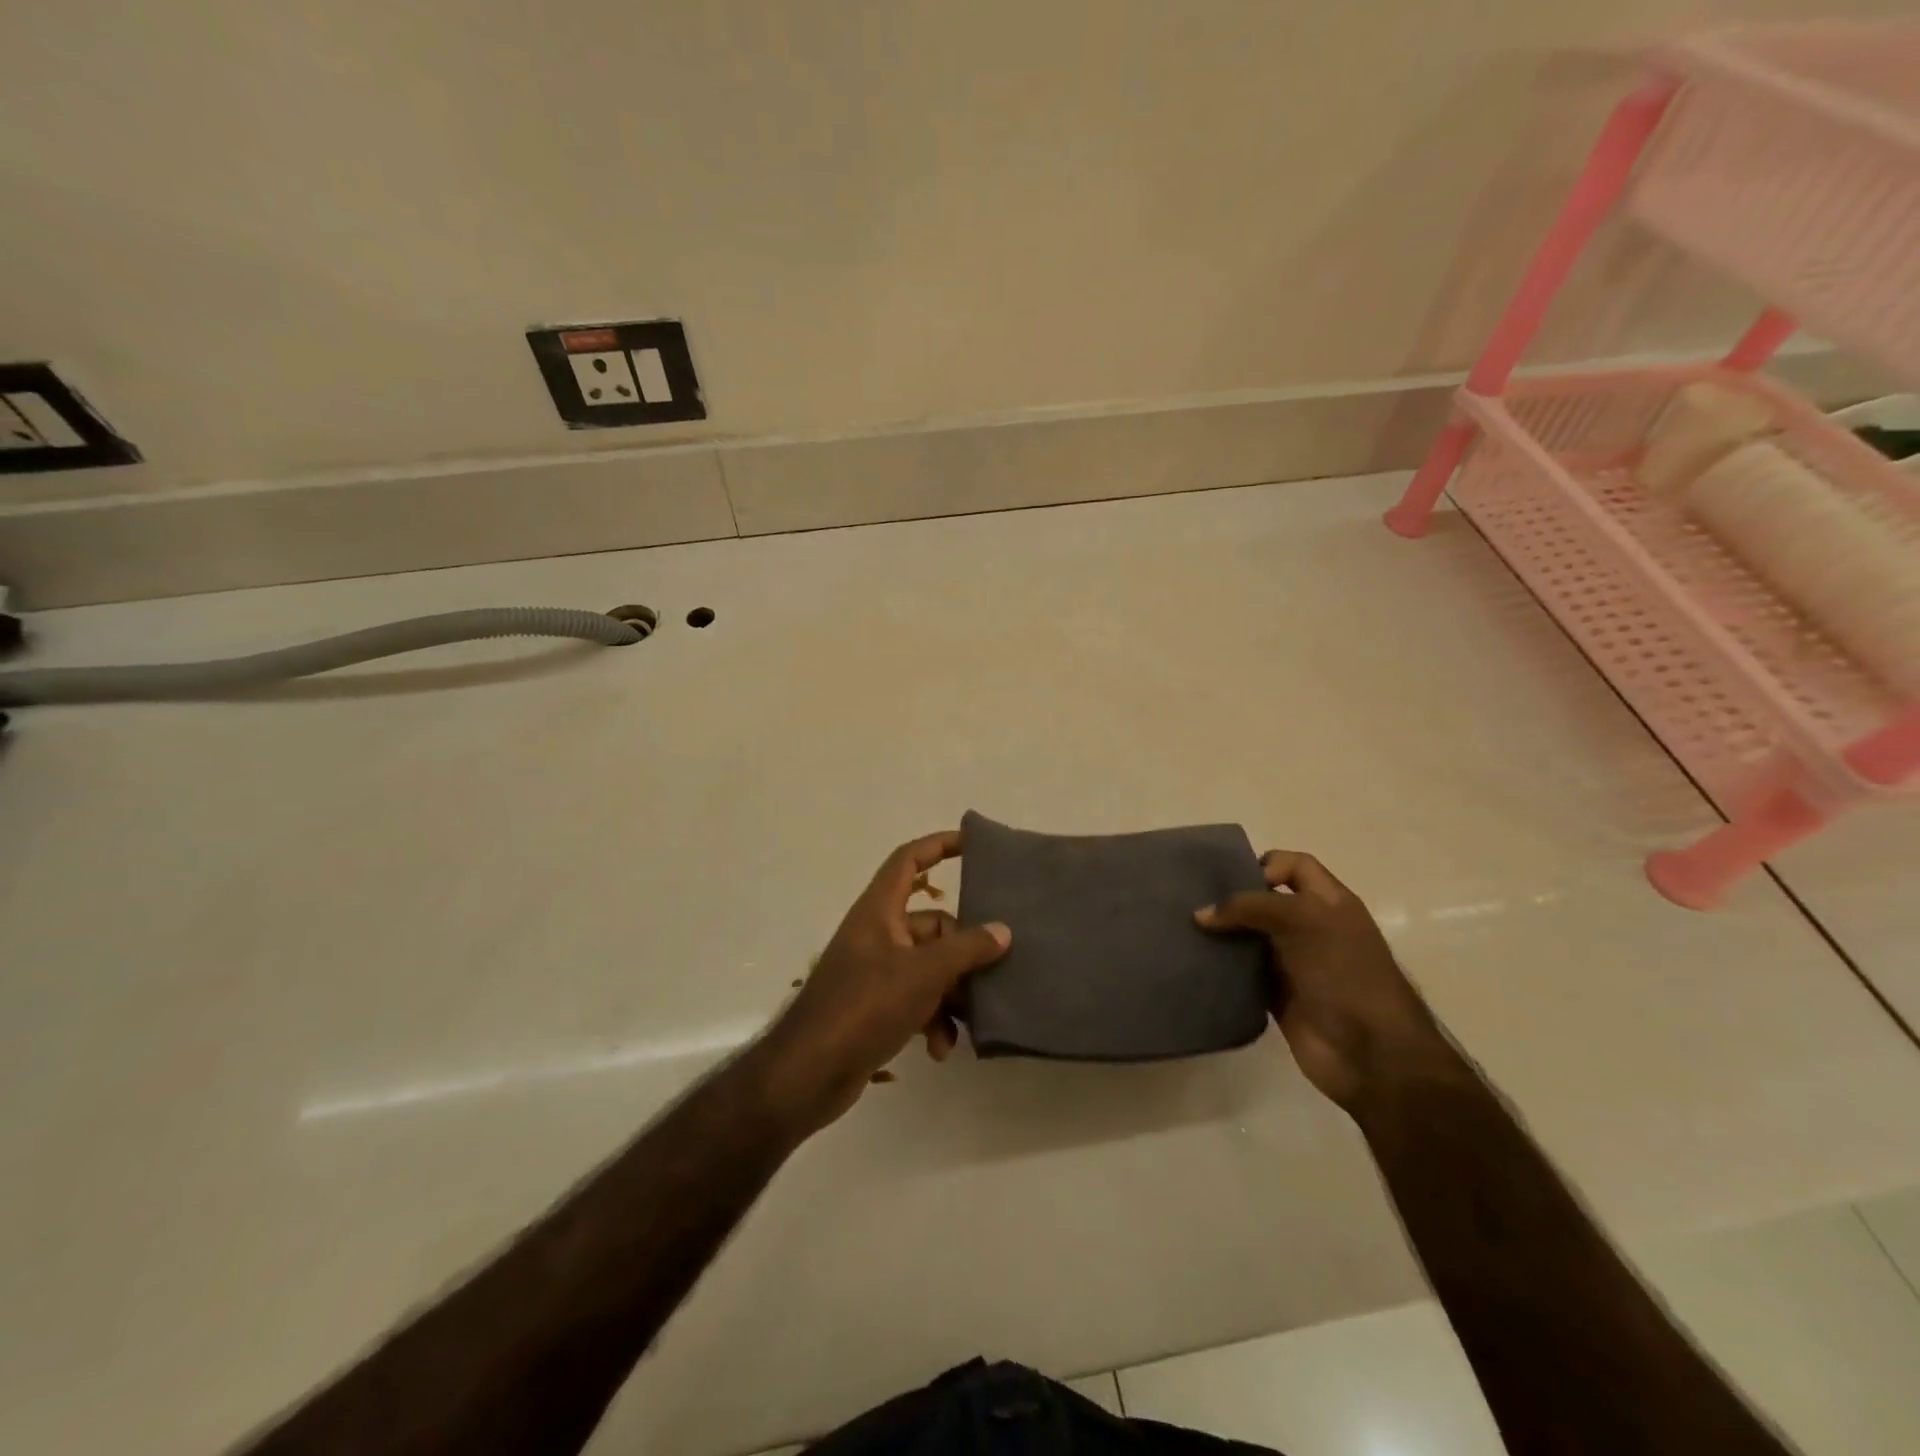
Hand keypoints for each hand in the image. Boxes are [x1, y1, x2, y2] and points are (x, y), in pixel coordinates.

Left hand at [750, 831, 1010, 1137]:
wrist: (809, 1072)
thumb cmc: (865, 1006)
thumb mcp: (923, 973)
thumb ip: (966, 949)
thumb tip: (1003, 931)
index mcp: (879, 910)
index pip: (909, 860)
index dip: (938, 845)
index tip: (972, 843)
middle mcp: (877, 934)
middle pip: (932, 924)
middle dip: (962, 950)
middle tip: (991, 971)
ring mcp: (875, 971)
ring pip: (929, 967)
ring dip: (951, 995)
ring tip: (967, 1023)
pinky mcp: (876, 1007)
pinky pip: (917, 1000)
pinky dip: (933, 1020)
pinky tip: (940, 1049)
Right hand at [1196, 850, 1457, 1111]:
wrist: (1372, 1054)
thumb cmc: (1345, 973)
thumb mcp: (1303, 920)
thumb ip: (1250, 907)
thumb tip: (1201, 915)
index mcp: (1329, 902)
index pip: (1294, 866)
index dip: (1264, 864)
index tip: (1232, 881)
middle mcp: (1311, 927)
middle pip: (1264, 900)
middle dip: (1232, 898)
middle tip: (1193, 901)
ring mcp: (1294, 963)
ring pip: (1249, 937)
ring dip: (1222, 934)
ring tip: (1184, 929)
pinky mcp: (1276, 996)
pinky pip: (1242, 973)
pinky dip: (1222, 967)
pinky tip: (1196, 962)